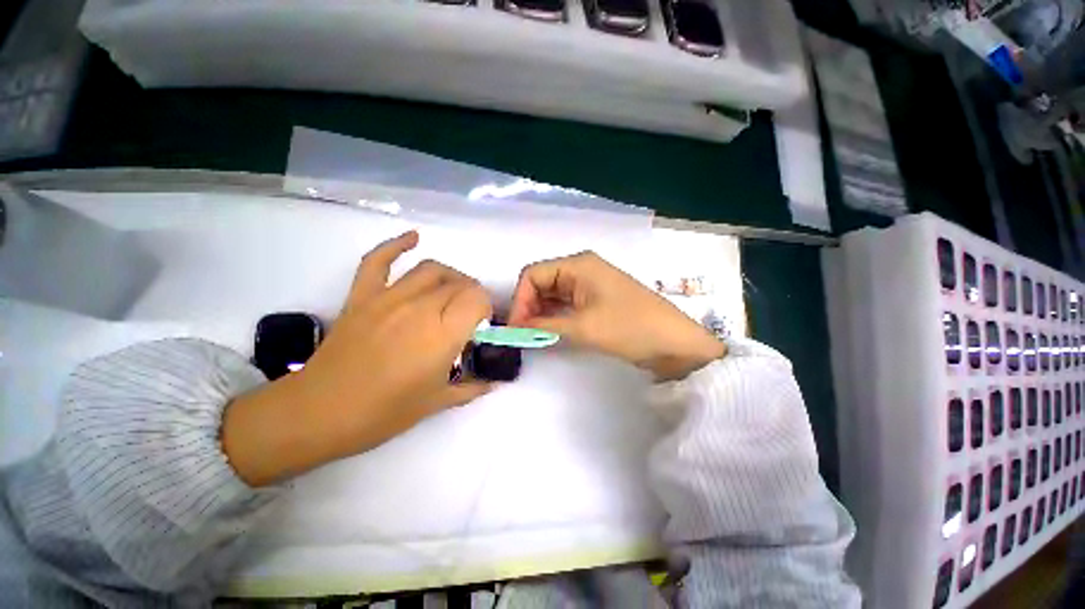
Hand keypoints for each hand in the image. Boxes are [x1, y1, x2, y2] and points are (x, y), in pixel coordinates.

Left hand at [223, 231, 492, 485]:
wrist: (320, 413)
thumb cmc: (385, 412)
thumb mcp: (437, 402)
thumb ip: (472, 388)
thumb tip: (494, 381)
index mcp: (443, 333)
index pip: (478, 298)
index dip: (486, 307)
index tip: (482, 324)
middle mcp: (421, 307)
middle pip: (459, 284)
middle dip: (472, 295)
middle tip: (469, 314)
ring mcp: (389, 297)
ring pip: (431, 269)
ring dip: (450, 276)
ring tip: (452, 290)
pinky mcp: (362, 296)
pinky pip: (379, 261)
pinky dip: (397, 244)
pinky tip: (413, 238)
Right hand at [508, 251, 724, 380]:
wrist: (674, 343)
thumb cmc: (630, 328)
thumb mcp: (583, 327)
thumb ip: (544, 326)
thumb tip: (515, 329)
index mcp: (578, 265)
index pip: (533, 275)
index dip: (520, 299)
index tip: (516, 328)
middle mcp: (581, 269)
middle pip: (541, 283)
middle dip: (528, 307)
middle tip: (523, 335)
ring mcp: (589, 284)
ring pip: (552, 295)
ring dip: (540, 313)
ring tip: (533, 337)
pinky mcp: (595, 300)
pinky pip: (565, 304)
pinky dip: (554, 317)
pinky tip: (549, 333)